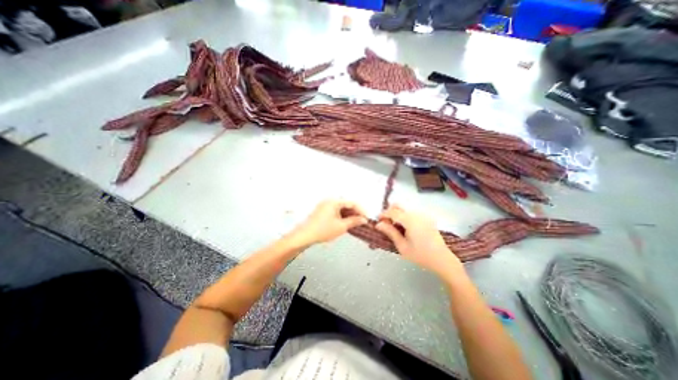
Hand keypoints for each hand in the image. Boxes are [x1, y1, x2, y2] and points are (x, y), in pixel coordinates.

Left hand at [288, 200, 368, 246]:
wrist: (304, 236)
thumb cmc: (323, 230)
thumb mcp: (341, 226)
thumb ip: (354, 221)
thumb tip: (363, 219)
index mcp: (334, 201)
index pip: (352, 202)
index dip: (361, 210)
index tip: (367, 218)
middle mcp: (329, 200)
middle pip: (346, 204)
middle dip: (355, 213)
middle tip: (362, 221)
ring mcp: (325, 205)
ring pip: (341, 208)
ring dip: (349, 215)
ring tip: (355, 223)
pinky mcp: (322, 211)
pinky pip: (335, 211)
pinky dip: (342, 216)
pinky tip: (346, 223)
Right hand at [372, 204, 463, 275]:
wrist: (442, 260)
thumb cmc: (420, 255)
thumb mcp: (402, 246)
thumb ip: (390, 232)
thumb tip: (378, 224)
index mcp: (410, 220)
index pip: (393, 212)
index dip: (383, 214)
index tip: (378, 221)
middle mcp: (417, 214)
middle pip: (399, 206)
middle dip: (389, 212)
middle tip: (386, 224)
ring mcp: (423, 216)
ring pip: (404, 209)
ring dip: (397, 215)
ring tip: (395, 229)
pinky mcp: (427, 219)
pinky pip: (411, 214)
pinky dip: (404, 217)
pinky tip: (405, 229)